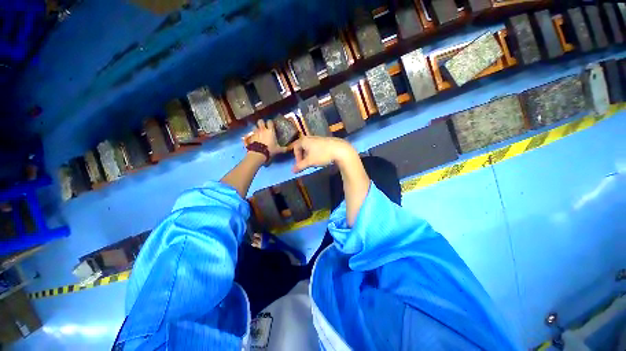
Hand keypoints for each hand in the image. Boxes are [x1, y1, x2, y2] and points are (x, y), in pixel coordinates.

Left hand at [250, 120, 286, 157]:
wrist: (259, 153)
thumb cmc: (270, 150)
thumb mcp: (278, 150)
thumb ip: (284, 149)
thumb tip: (289, 149)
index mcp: (270, 131)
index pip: (270, 122)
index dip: (270, 122)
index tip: (272, 125)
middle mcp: (262, 130)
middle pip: (260, 121)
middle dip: (261, 123)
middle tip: (264, 127)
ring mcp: (256, 133)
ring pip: (254, 126)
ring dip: (256, 128)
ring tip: (258, 132)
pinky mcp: (251, 137)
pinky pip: (251, 134)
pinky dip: (253, 135)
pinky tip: (254, 138)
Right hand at [292, 136, 356, 172]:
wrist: (340, 150)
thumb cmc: (322, 155)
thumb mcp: (310, 161)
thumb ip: (300, 166)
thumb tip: (292, 171)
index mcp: (304, 140)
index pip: (295, 147)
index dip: (296, 157)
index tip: (300, 165)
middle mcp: (310, 138)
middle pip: (302, 147)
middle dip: (302, 156)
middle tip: (306, 163)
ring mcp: (318, 138)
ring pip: (310, 147)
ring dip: (309, 155)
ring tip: (313, 162)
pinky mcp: (325, 141)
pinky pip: (317, 147)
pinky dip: (315, 153)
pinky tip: (321, 158)